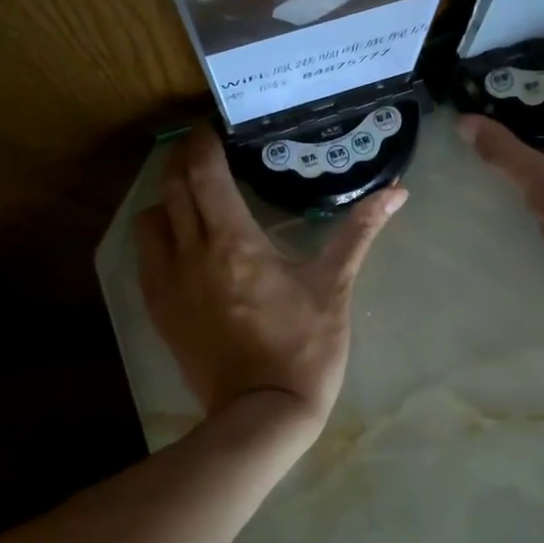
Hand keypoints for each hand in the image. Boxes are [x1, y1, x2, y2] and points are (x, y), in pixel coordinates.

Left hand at [135, 129, 404, 432]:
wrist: (263, 413)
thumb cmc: (304, 348)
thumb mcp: (334, 286)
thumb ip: (359, 232)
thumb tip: (398, 191)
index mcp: (233, 241)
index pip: (203, 171)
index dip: (204, 142)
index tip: (215, 129)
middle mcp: (190, 253)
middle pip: (172, 186)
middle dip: (183, 161)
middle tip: (206, 153)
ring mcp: (167, 283)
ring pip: (151, 219)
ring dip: (168, 198)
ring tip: (193, 198)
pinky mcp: (158, 309)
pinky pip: (145, 256)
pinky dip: (158, 236)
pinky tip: (182, 242)